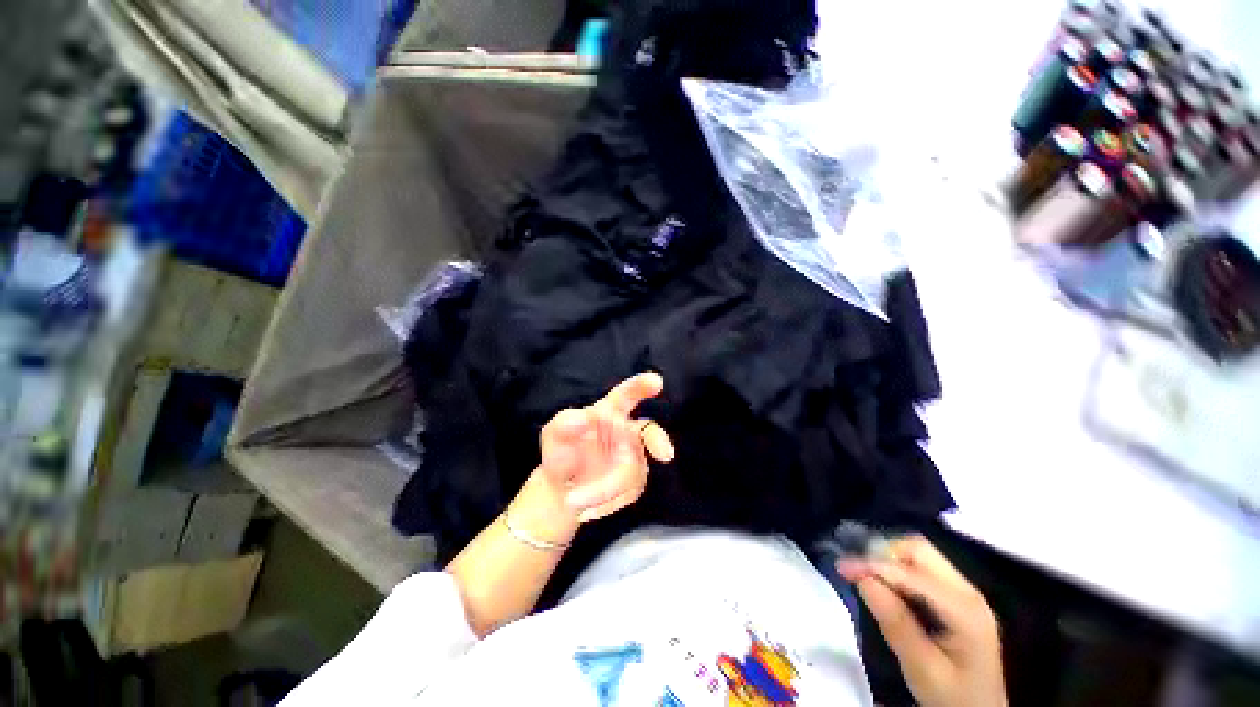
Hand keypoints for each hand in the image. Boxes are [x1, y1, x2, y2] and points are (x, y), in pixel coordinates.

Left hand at [537, 372, 674, 522]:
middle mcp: (626, 431)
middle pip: (649, 431)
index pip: (627, 394)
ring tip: (574, 501)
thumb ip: (564, 423)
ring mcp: (634, 457)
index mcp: (609, 412)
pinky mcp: (635, 481)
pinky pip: (629, 493)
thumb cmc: (561, 453)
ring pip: (633, 471)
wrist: (562, 491)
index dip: (641, 386)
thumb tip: (584, 418)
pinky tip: (588, 508)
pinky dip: (607, 503)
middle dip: (658, 441)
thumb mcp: (553, 435)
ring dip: (605, 490)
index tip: (656, 382)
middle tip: (666, 455)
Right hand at [838, 536, 1005, 706]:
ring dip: (889, 559)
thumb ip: (896, 624)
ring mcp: (964, 592)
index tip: (841, 568)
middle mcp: (967, 592)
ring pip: (920, 553)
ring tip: (867, 577)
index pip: (913, 572)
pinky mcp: (956, 597)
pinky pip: (923, 567)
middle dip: (883, 553)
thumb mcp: (922, 669)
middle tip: (857, 571)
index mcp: (965, 610)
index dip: (874, 565)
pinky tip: (886, 586)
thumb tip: (863, 580)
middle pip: (920, 549)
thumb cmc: (952, 697)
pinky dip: (898, 569)